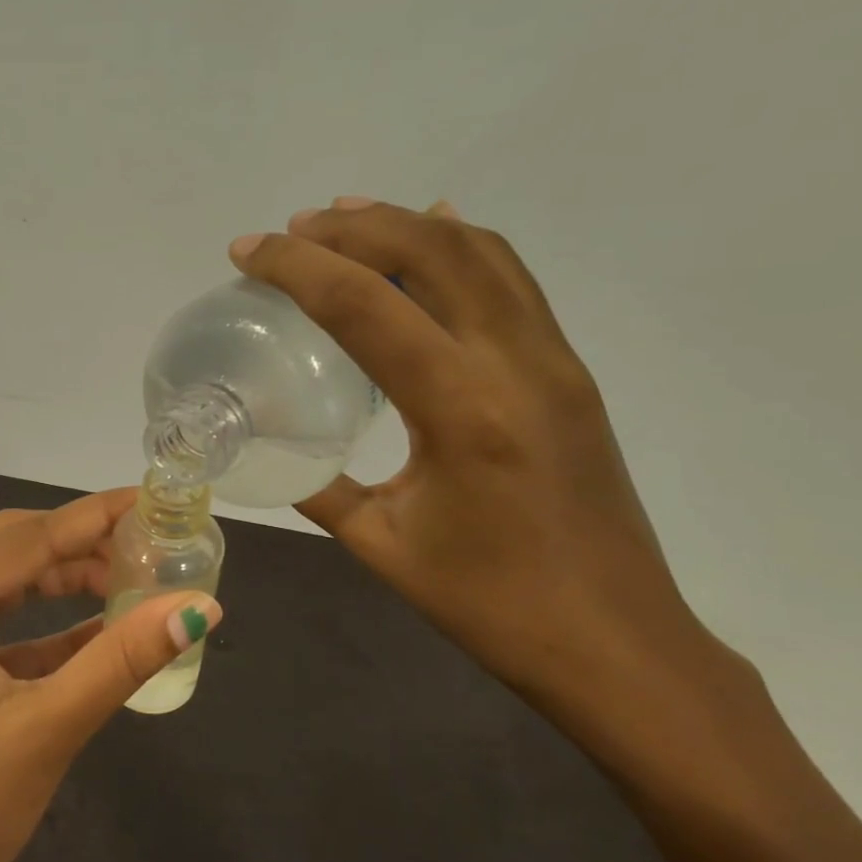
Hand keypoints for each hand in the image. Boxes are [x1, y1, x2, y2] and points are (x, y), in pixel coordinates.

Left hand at [0, 491, 221, 861]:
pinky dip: (49, 625)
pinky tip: (101, 625)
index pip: (24, 540)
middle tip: (148, 540)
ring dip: (65, 579)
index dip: (91, 517)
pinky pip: (1, 627)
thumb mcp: (47, 730)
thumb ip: (120, 661)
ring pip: (6, 584)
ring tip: (133, 578)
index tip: (150, 498)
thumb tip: (197, 606)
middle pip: (11, 549)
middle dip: (79, 542)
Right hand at [231, 199, 765, 770]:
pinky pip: (512, 280)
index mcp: (462, 409)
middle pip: (432, 251)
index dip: (297, 267)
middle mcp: (516, 363)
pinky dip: (460, 245)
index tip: (245, 252)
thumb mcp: (379, 544)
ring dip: (406, 223)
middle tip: (289, 231)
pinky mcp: (568, 371)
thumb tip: (270, 446)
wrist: (616, 642)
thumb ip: (318, 484)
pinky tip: (429, 236)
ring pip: (481, 251)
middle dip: (350, 227)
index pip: (367, 306)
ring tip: (343, 219)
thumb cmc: (489, 604)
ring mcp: (554, 360)